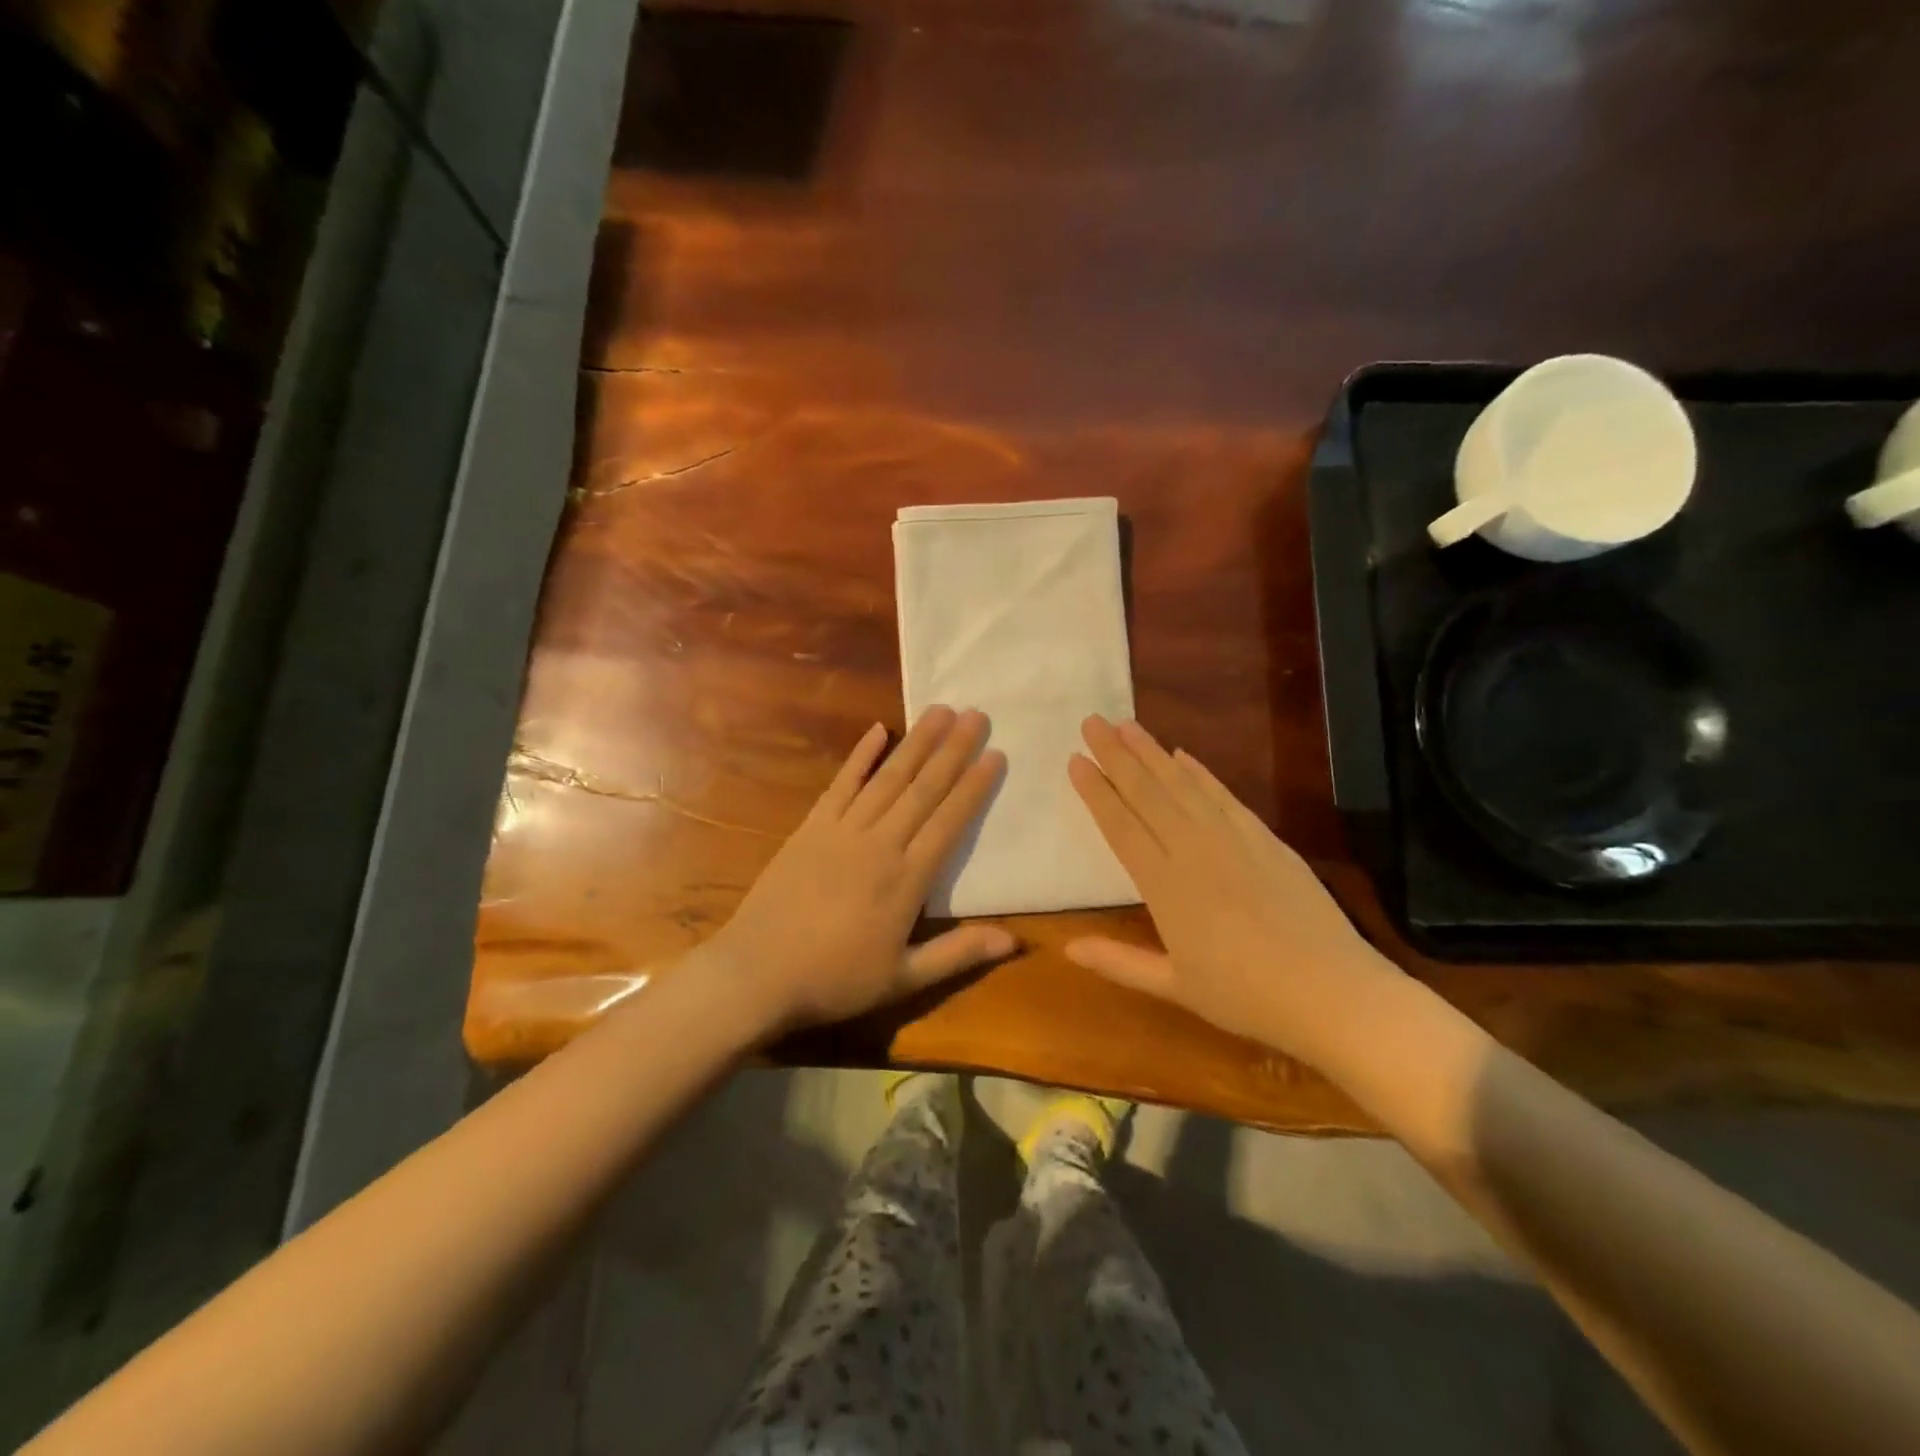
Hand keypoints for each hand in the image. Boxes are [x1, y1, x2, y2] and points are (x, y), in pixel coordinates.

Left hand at [705, 706, 1012, 1035]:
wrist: (757, 974)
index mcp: (906, 880)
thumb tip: (1014, 941)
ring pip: (888, 778)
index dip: (974, 787)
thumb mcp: (903, 979)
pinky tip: (878, 730)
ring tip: (940, 711)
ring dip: (917, 743)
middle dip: (953, 750)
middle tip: (976, 714)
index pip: (949, 822)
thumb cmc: (834, 980)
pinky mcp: (811, 827)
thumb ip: (958, 953)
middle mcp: (879, 843)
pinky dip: (860, 756)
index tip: (994, 754)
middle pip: (923, 789)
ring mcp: (842, 830)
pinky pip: (841, 783)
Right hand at [1065, 715, 1394, 1061]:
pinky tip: (1183, 754)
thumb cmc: (1246, 996)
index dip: (1096, 791)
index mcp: (1164, 885)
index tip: (1075, 759)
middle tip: (1092, 721)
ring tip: (1127, 725)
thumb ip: (1119, 962)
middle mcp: (1193, 849)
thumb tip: (1067, 948)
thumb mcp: (1175, 986)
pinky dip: (1201, 772)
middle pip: (1147, 792)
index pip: (1120, 825)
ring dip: (1152, 752)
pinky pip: (1223, 795)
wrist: (1333, 992)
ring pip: (1182, 785)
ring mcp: (1233, 839)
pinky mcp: (1265, 838)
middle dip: (1116, 755)